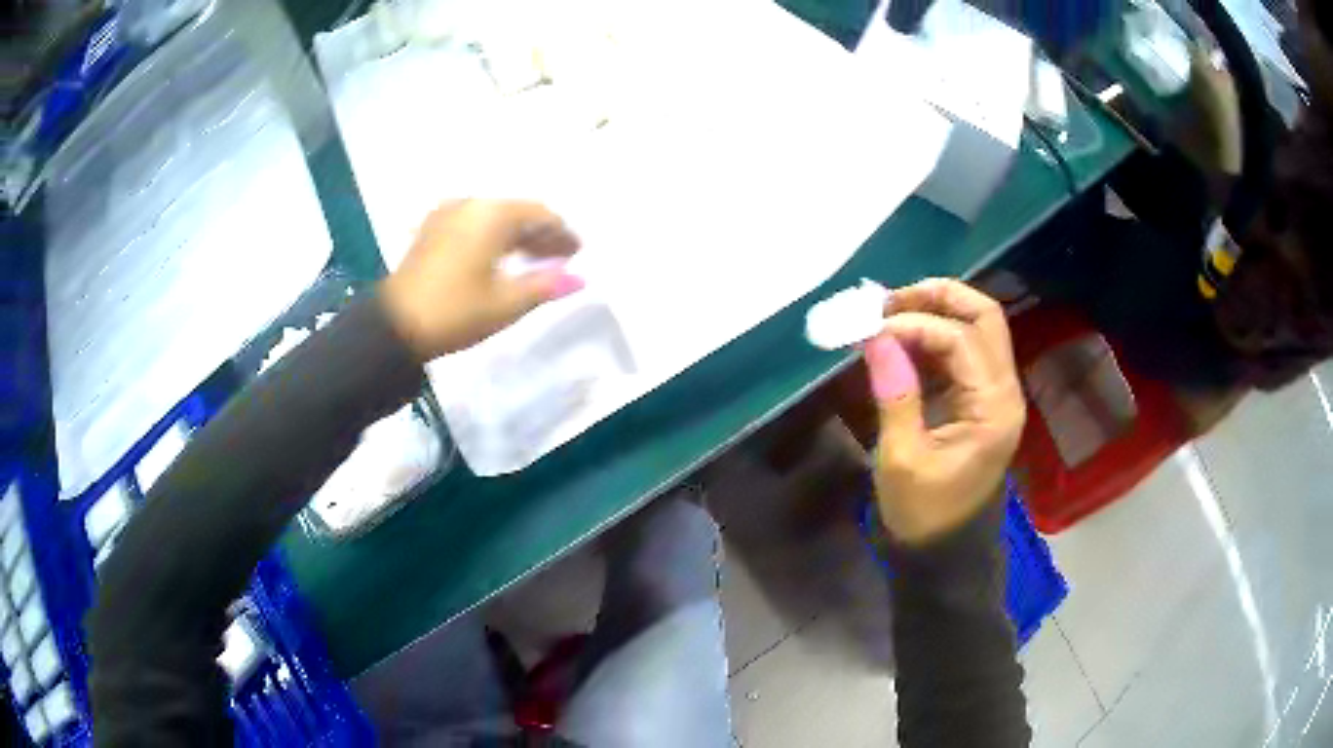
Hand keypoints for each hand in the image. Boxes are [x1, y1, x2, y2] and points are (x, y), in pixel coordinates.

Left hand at [380, 200, 583, 361]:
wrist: (394, 327)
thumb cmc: (456, 312)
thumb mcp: (506, 303)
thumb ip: (546, 286)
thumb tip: (580, 279)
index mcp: (492, 214)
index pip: (540, 214)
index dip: (563, 233)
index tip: (578, 253)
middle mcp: (470, 204)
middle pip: (516, 213)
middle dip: (540, 234)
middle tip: (561, 258)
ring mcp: (446, 214)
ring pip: (493, 219)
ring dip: (516, 237)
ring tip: (533, 262)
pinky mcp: (430, 230)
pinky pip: (472, 225)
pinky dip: (492, 238)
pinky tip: (498, 258)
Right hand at [865, 279, 1025, 545]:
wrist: (942, 552)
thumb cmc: (923, 514)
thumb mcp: (902, 459)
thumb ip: (894, 394)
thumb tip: (875, 337)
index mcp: (994, 408)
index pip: (962, 340)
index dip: (916, 325)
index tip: (870, 330)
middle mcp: (1003, 390)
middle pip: (984, 317)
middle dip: (938, 297)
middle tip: (888, 301)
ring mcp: (993, 392)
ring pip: (975, 327)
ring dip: (934, 311)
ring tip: (887, 314)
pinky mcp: (978, 398)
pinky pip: (961, 350)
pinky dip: (931, 336)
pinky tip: (898, 339)